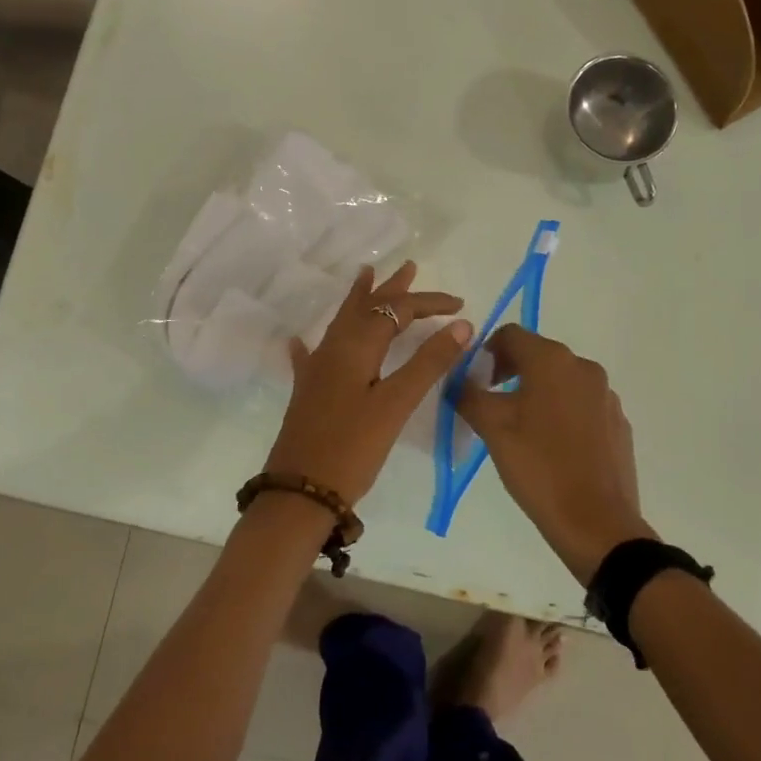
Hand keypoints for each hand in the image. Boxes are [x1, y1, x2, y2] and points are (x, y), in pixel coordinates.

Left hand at [266, 262, 472, 505]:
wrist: (299, 493)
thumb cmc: (352, 448)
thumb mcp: (396, 404)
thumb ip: (428, 362)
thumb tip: (462, 324)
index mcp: (357, 346)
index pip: (397, 310)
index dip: (429, 303)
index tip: (461, 305)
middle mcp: (334, 349)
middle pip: (367, 307)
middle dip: (391, 288)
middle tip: (408, 267)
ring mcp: (317, 370)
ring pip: (342, 322)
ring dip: (359, 300)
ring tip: (365, 276)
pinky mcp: (307, 393)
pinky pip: (312, 354)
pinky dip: (313, 343)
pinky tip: (299, 341)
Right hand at [457, 325, 654, 583]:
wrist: (597, 523)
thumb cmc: (539, 468)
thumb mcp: (492, 429)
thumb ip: (469, 395)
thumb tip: (456, 379)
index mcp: (552, 360)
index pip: (511, 335)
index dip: (487, 352)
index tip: (476, 381)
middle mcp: (584, 367)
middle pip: (538, 354)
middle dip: (511, 372)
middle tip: (493, 404)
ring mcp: (606, 395)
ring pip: (562, 380)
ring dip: (538, 392)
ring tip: (523, 428)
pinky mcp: (618, 422)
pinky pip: (583, 404)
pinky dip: (563, 412)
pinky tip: (554, 446)